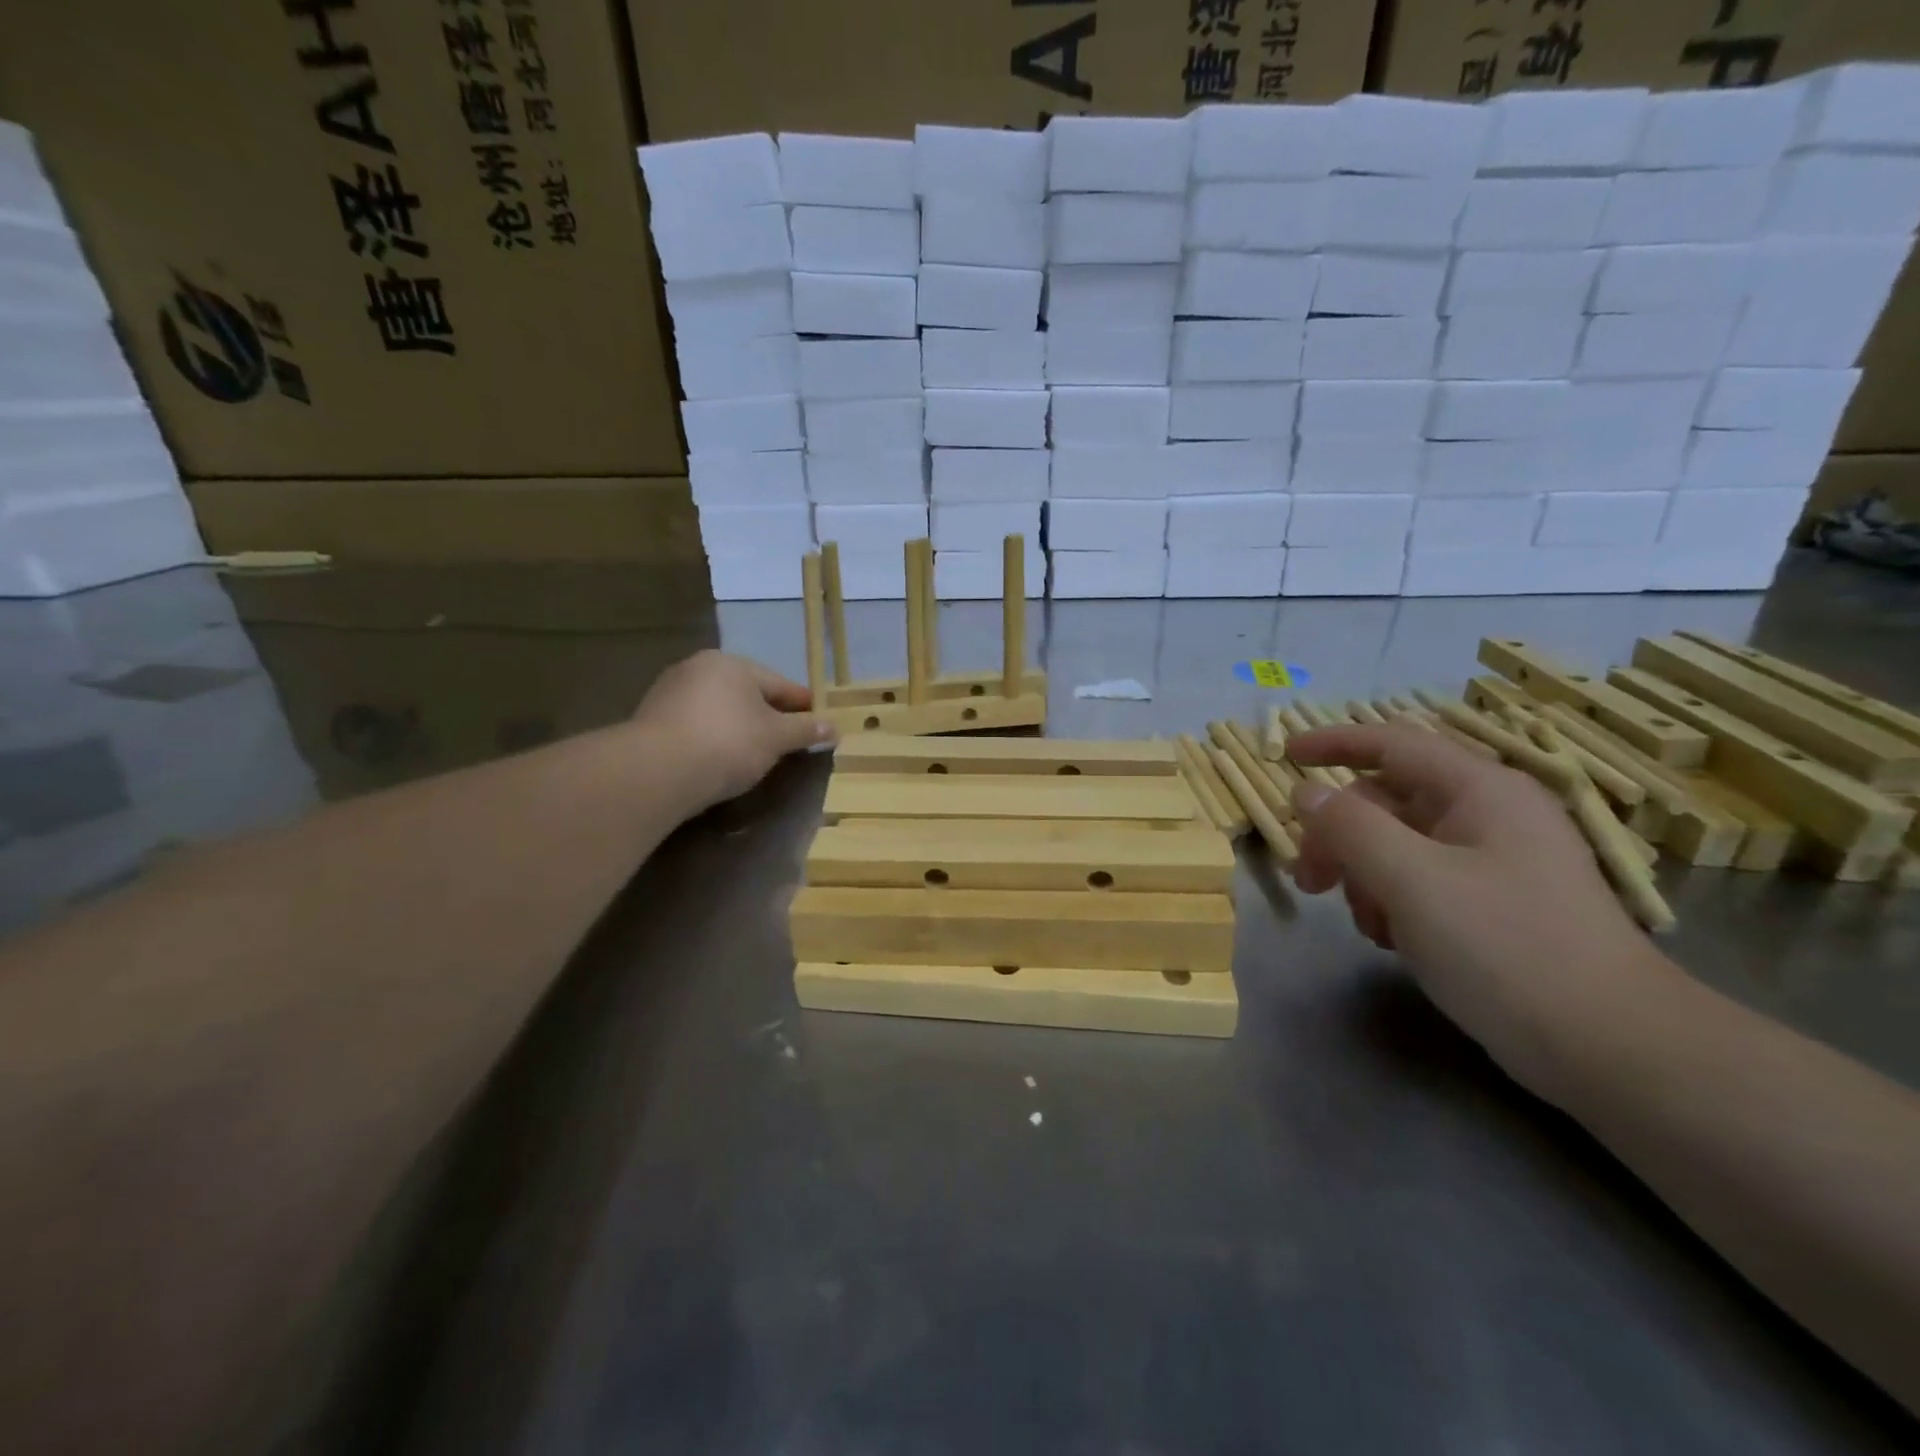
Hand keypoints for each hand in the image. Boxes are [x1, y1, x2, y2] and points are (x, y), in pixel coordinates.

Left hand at [629, 651, 836, 809]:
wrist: (656, 771)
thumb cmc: (728, 743)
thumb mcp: (776, 738)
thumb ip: (806, 730)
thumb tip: (834, 727)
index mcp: (732, 664)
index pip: (780, 684)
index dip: (803, 706)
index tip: (819, 724)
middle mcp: (698, 668)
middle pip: (747, 694)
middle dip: (769, 716)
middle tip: (788, 743)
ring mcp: (669, 692)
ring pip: (719, 710)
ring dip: (739, 728)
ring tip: (754, 756)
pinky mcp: (650, 720)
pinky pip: (695, 726)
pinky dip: (711, 739)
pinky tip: (719, 760)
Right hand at [1285, 722, 1671, 1098]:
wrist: (1612, 1049)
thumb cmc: (1507, 949)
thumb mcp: (1412, 880)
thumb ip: (1349, 827)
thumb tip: (1306, 791)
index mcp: (1481, 791)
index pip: (1393, 743)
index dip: (1333, 743)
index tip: (1283, 757)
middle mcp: (1489, 815)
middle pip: (1387, 802)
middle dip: (1339, 836)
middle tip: (1307, 881)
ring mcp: (1495, 862)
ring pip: (1398, 845)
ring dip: (1364, 876)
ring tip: (1365, 925)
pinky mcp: (1495, 905)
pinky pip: (1421, 882)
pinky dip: (1392, 902)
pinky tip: (1392, 940)